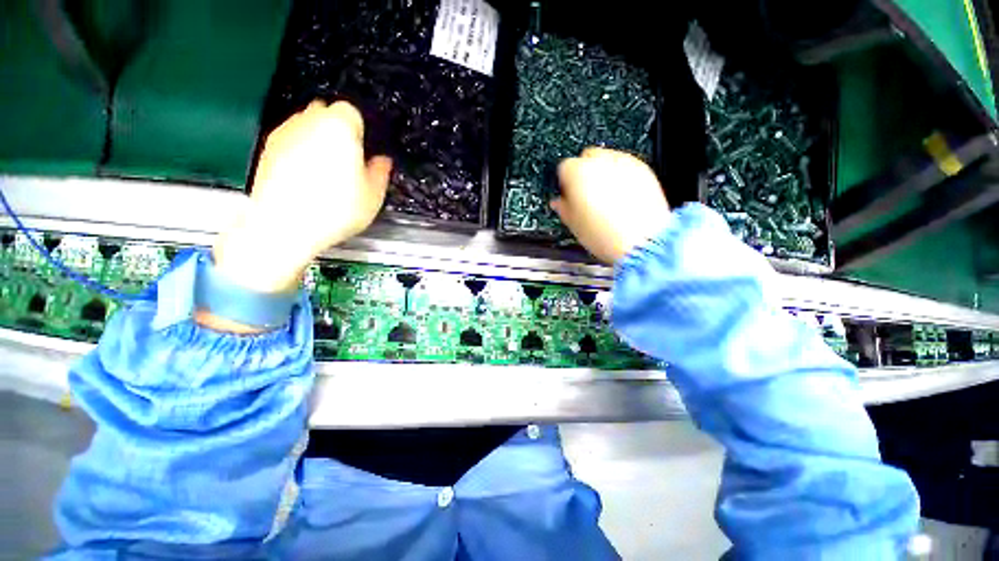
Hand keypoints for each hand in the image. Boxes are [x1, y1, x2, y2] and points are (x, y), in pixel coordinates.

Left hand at [213, 100, 391, 293]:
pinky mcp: (267, 149)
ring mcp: (285, 133)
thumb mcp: (373, 195)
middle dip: (339, 132)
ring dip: (319, 142)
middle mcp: (309, 121)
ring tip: (327, 173)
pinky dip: (300, 153)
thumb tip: (382, 161)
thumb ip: (380, 172)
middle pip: (327, 113)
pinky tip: (307, 179)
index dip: (361, 131)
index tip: (365, 151)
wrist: (284, 225)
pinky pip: (291, 142)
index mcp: (340, 127)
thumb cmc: (335, 209)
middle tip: (349, 162)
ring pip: (307, 127)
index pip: (353, 112)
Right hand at [551, 148, 670, 263]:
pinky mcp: (642, 168)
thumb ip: (562, 207)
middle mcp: (599, 162)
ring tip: (606, 199)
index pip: (563, 168)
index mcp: (577, 173)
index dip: (565, 183)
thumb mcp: (572, 223)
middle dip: (584, 173)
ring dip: (603, 173)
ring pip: (607, 160)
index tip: (568, 195)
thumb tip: (559, 202)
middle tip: (586, 195)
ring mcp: (623, 163)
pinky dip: (622, 177)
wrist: (640, 241)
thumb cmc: (605, 234)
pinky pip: (626, 167)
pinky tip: (622, 197)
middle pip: (586, 158)